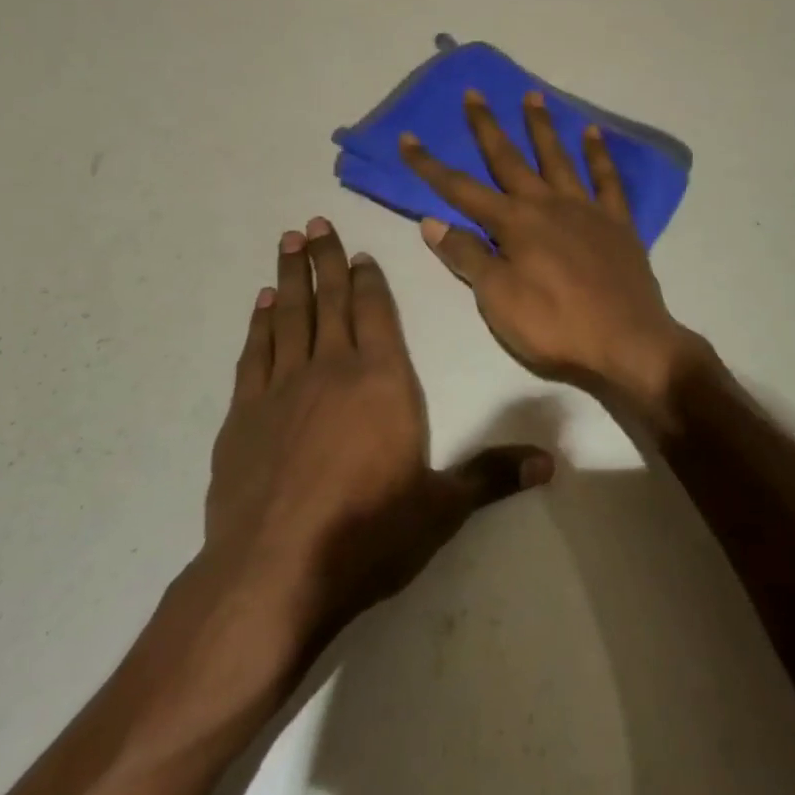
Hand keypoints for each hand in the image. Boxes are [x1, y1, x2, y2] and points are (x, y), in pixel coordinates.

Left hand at [203, 218, 552, 642]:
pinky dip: (260, 322)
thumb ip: (492, 476)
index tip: (359, 251)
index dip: (369, 278)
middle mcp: (333, 368)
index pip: (378, 312)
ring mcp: (283, 387)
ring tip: (288, 242)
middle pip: (331, 300)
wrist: (274, 573)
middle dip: (325, 259)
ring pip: (290, 315)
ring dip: (291, 276)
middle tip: (314, 221)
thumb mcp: (441, 508)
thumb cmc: (368, 534)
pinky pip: (255, 352)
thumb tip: (550, 464)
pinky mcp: (244, 414)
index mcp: (384, 380)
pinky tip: (262, 303)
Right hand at [399, 91, 696, 422]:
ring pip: (558, 158)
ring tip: (533, 96)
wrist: (628, 344)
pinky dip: (600, 154)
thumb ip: (467, 257)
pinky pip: (607, 180)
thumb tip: (432, 221)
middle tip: (474, 93)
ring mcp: (585, 210)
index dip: (430, 165)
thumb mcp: (498, 300)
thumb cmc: (555, 327)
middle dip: (486, 127)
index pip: (460, 189)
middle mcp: (546, 205)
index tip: (408, 138)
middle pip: (509, 159)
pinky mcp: (617, 223)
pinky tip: (593, 133)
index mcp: (513, 224)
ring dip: (542, 127)